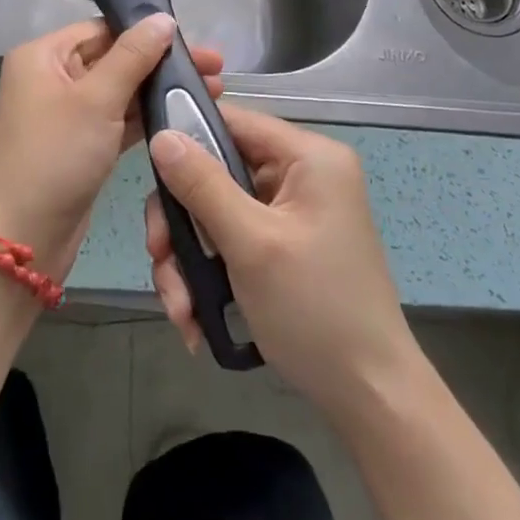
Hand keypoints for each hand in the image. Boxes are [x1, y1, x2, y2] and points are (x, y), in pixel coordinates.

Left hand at [0, 15, 222, 278]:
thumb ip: (133, 56)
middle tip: (216, 69)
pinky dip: (146, 117)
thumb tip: (162, 18)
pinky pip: (116, 119)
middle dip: (161, 63)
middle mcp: (49, 77)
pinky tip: (184, 116)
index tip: (193, 42)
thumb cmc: (56, 156)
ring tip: (211, 91)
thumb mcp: (97, 100)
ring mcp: (64, 112)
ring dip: (159, 90)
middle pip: (113, 58)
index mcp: (42, 55)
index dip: (147, 32)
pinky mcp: (79, 143)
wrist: (24, 238)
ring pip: (119, 90)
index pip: (101, 29)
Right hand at [145, 106, 413, 417]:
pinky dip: (207, 275)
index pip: (233, 121)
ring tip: (180, 308)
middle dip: (182, 222)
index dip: (186, 139)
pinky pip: (229, 241)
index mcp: (308, 157)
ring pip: (215, 212)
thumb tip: (162, 136)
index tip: (150, 172)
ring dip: (188, 258)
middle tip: (159, 255)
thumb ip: (202, 186)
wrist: (369, 398)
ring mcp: (290, 213)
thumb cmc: (316, 309)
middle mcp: (300, 175)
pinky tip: (196, 317)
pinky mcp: (280, 246)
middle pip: (215, 172)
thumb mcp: (251, 244)